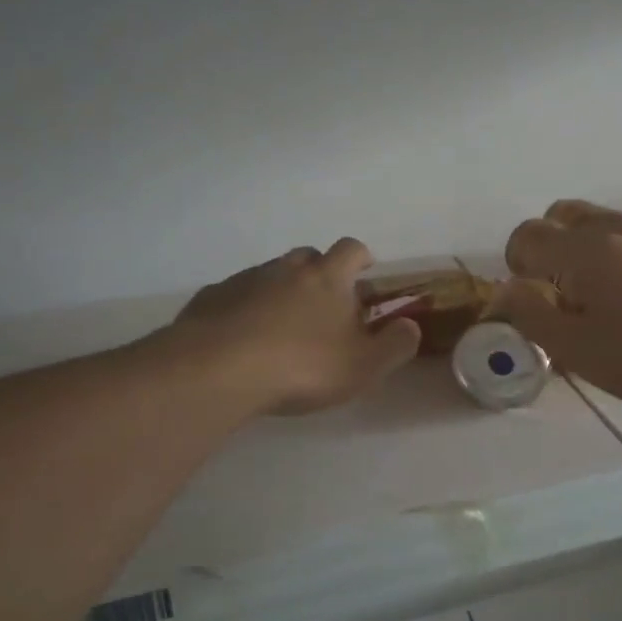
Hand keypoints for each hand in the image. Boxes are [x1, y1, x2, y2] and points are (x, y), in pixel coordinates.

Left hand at [172, 239, 420, 415]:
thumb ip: (395, 344)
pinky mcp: (210, 299)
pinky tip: (244, 339)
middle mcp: (286, 269)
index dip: (362, 257)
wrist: (216, 371)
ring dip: (282, 291)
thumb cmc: (302, 367)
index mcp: (327, 278)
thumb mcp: (365, 366)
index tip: (366, 270)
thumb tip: (411, 325)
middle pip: (308, 256)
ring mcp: (244, 280)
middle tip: (326, 305)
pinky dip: (246, 309)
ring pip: (270, 275)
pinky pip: (236, 296)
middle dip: (320, 272)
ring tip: (283, 327)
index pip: (351, 250)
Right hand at [494, 201, 621, 414]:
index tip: (529, 294)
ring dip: (588, 244)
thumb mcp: (573, 349)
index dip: (517, 261)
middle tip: (558, 286)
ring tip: (600, 289)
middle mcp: (619, 229)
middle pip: (566, 213)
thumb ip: (530, 312)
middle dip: (550, 242)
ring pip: (606, 220)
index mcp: (584, 250)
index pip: (528, 233)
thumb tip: (507, 288)